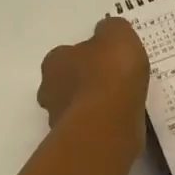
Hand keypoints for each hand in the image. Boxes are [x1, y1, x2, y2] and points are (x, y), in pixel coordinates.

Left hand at [37, 17, 149, 131]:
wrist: (108, 125)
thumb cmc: (109, 73)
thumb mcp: (117, 34)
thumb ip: (111, 29)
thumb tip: (107, 32)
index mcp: (54, 62)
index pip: (65, 55)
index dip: (87, 55)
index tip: (107, 58)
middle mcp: (50, 91)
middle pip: (67, 83)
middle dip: (86, 83)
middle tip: (115, 81)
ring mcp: (60, 122)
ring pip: (78, 109)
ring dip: (96, 106)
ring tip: (124, 103)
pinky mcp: (76, 145)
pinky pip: (92, 130)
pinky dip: (105, 126)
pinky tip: (125, 123)